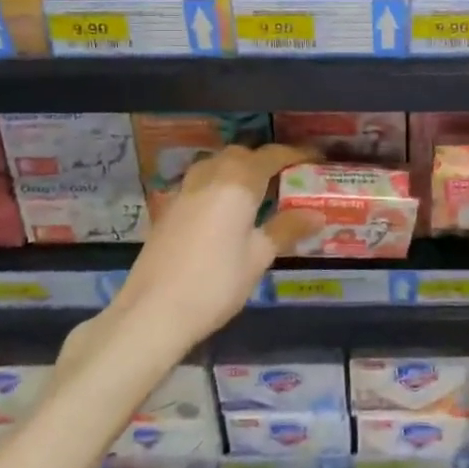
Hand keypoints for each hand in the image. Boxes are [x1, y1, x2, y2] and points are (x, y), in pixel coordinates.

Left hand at [59, 144, 320, 373]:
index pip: (272, 156)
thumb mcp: (258, 257)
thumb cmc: (215, 283)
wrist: (151, 312)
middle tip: (285, 179)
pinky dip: (218, 184)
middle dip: (265, 161)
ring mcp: (185, 190)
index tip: (315, 160)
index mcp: (238, 182)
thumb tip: (317, 214)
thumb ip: (286, 229)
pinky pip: (200, 182)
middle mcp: (211, 176)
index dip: (296, 155)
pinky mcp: (169, 208)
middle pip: (242, 155)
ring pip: (217, 164)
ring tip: (256, 192)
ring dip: (238, 169)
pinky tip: (225, 211)